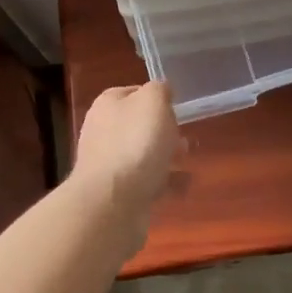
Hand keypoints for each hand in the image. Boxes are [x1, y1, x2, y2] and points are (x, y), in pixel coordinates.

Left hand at [73, 82, 179, 238]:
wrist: (112, 202)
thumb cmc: (135, 143)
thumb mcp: (153, 102)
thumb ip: (159, 90)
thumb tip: (161, 90)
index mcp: (108, 105)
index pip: (133, 93)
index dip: (156, 98)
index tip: (176, 108)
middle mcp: (103, 132)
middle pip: (138, 126)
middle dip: (164, 131)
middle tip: (184, 137)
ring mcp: (109, 165)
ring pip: (143, 155)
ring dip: (166, 157)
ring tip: (188, 161)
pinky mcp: (118, 194)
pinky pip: (147, 183)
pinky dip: (166, 184)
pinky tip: (183, 187)